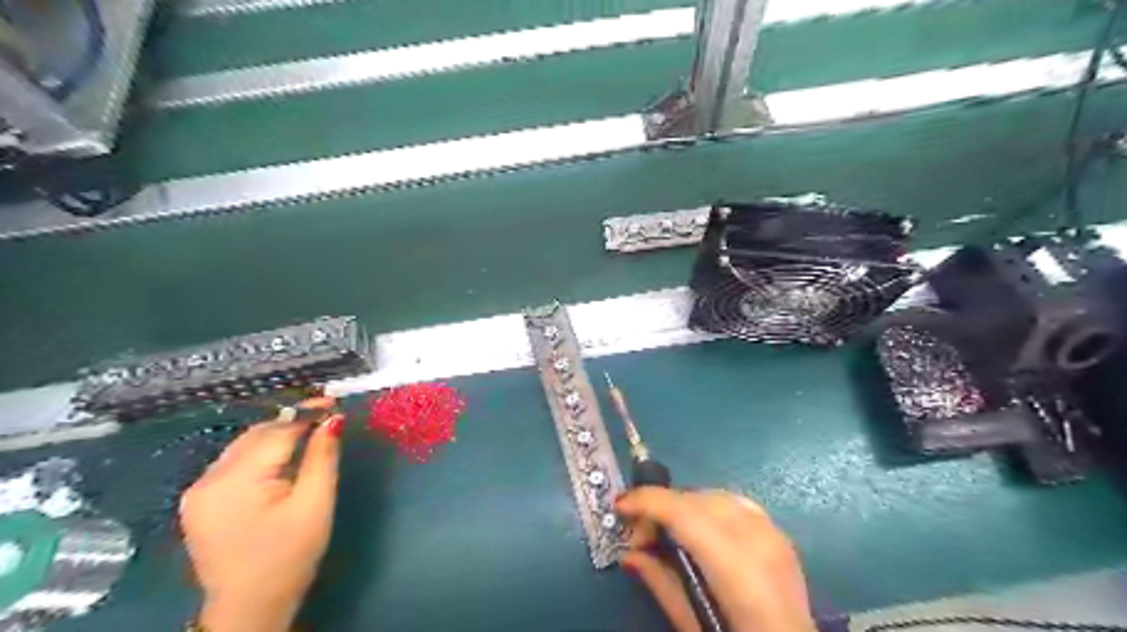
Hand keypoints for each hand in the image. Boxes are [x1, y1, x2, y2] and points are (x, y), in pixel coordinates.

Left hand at [175, 400, 341, 631]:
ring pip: (243, 446)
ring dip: (276, 436)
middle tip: (326, 417)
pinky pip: (234, 462)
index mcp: (236, 481)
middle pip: (256, 435)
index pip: (277, 431)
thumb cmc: (289, 556)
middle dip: (291, 422)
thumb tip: (333, 418)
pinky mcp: (199, 500)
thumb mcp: (315, 503)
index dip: (307, 413)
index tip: (334, 401)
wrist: (249, 606)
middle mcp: (208, 479)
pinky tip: (281, 459)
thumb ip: (322, 456)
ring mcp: (198, 490)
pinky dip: (260, 453)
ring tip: (309, 434)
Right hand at [619, 488, 816, 631]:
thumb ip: (660, 582)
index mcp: (738, 569)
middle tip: (641, 535)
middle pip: (698, 500)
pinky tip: (700, 530)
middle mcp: (760, 540)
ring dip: (685, 506)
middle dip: (663, 506)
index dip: (648, 502)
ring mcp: (775, 534)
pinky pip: (736, 504)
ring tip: (669, 533)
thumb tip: (628, 552)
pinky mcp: (781, 535)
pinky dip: (709, 508)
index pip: (685, 514)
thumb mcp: (692, 624)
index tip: (619, 506)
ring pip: (716, 495)